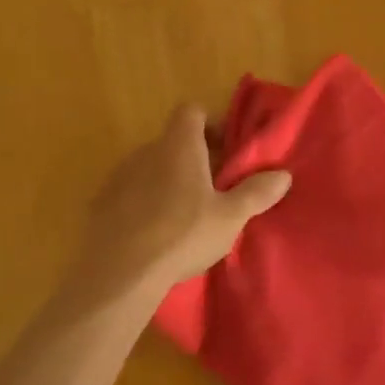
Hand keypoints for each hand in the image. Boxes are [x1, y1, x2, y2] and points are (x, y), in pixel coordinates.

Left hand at [79, 103, 291, 298]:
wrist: (118, 273)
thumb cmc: (181, 235)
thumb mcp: (230, 217)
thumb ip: (256, 193)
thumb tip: (284, 175)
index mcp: (179, 146)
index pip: (192, 111)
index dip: (210, 124)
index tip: (225, 150)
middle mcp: (146, 151)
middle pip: (173, 141)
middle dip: (194, 157)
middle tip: (215, 187)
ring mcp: (119, 176)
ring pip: (151, 167)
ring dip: (169, 180)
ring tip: (185, 213)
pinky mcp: (101, 204)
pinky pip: (130, 192)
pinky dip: (145, 202)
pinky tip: (155, 232)